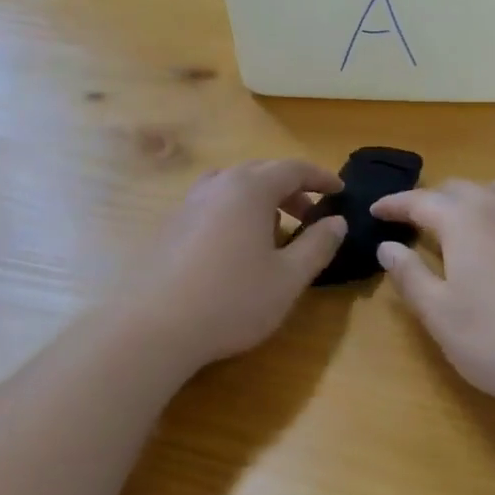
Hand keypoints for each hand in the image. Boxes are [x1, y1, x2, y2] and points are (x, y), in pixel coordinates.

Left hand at [115, 159, 345, 376]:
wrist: (154, 326)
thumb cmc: (232, 300)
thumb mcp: (288, 278)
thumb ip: (317, 245)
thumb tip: (337, 221)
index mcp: (250, 189)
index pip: (293, 168)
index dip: (320, 178)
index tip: (339, 191)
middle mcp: (218, 185)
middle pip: (261, 172)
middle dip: (291, 188)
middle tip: (310, 214)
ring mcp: (188, 203)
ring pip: (232, 186)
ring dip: (259, 199)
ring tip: (272, 229)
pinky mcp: (170, 226)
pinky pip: (211, 204)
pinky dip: (233, 211)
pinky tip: (235, 247)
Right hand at [371, 179, 494, 412]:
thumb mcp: (439, 313)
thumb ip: (409, 275)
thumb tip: (387, 247)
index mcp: (463, 220)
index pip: (419, 200)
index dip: (394, 204)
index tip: (375, 211)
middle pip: (459, 189)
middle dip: (432, 200)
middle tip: (414, 222)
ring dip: (475, 199)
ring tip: (466, 222)